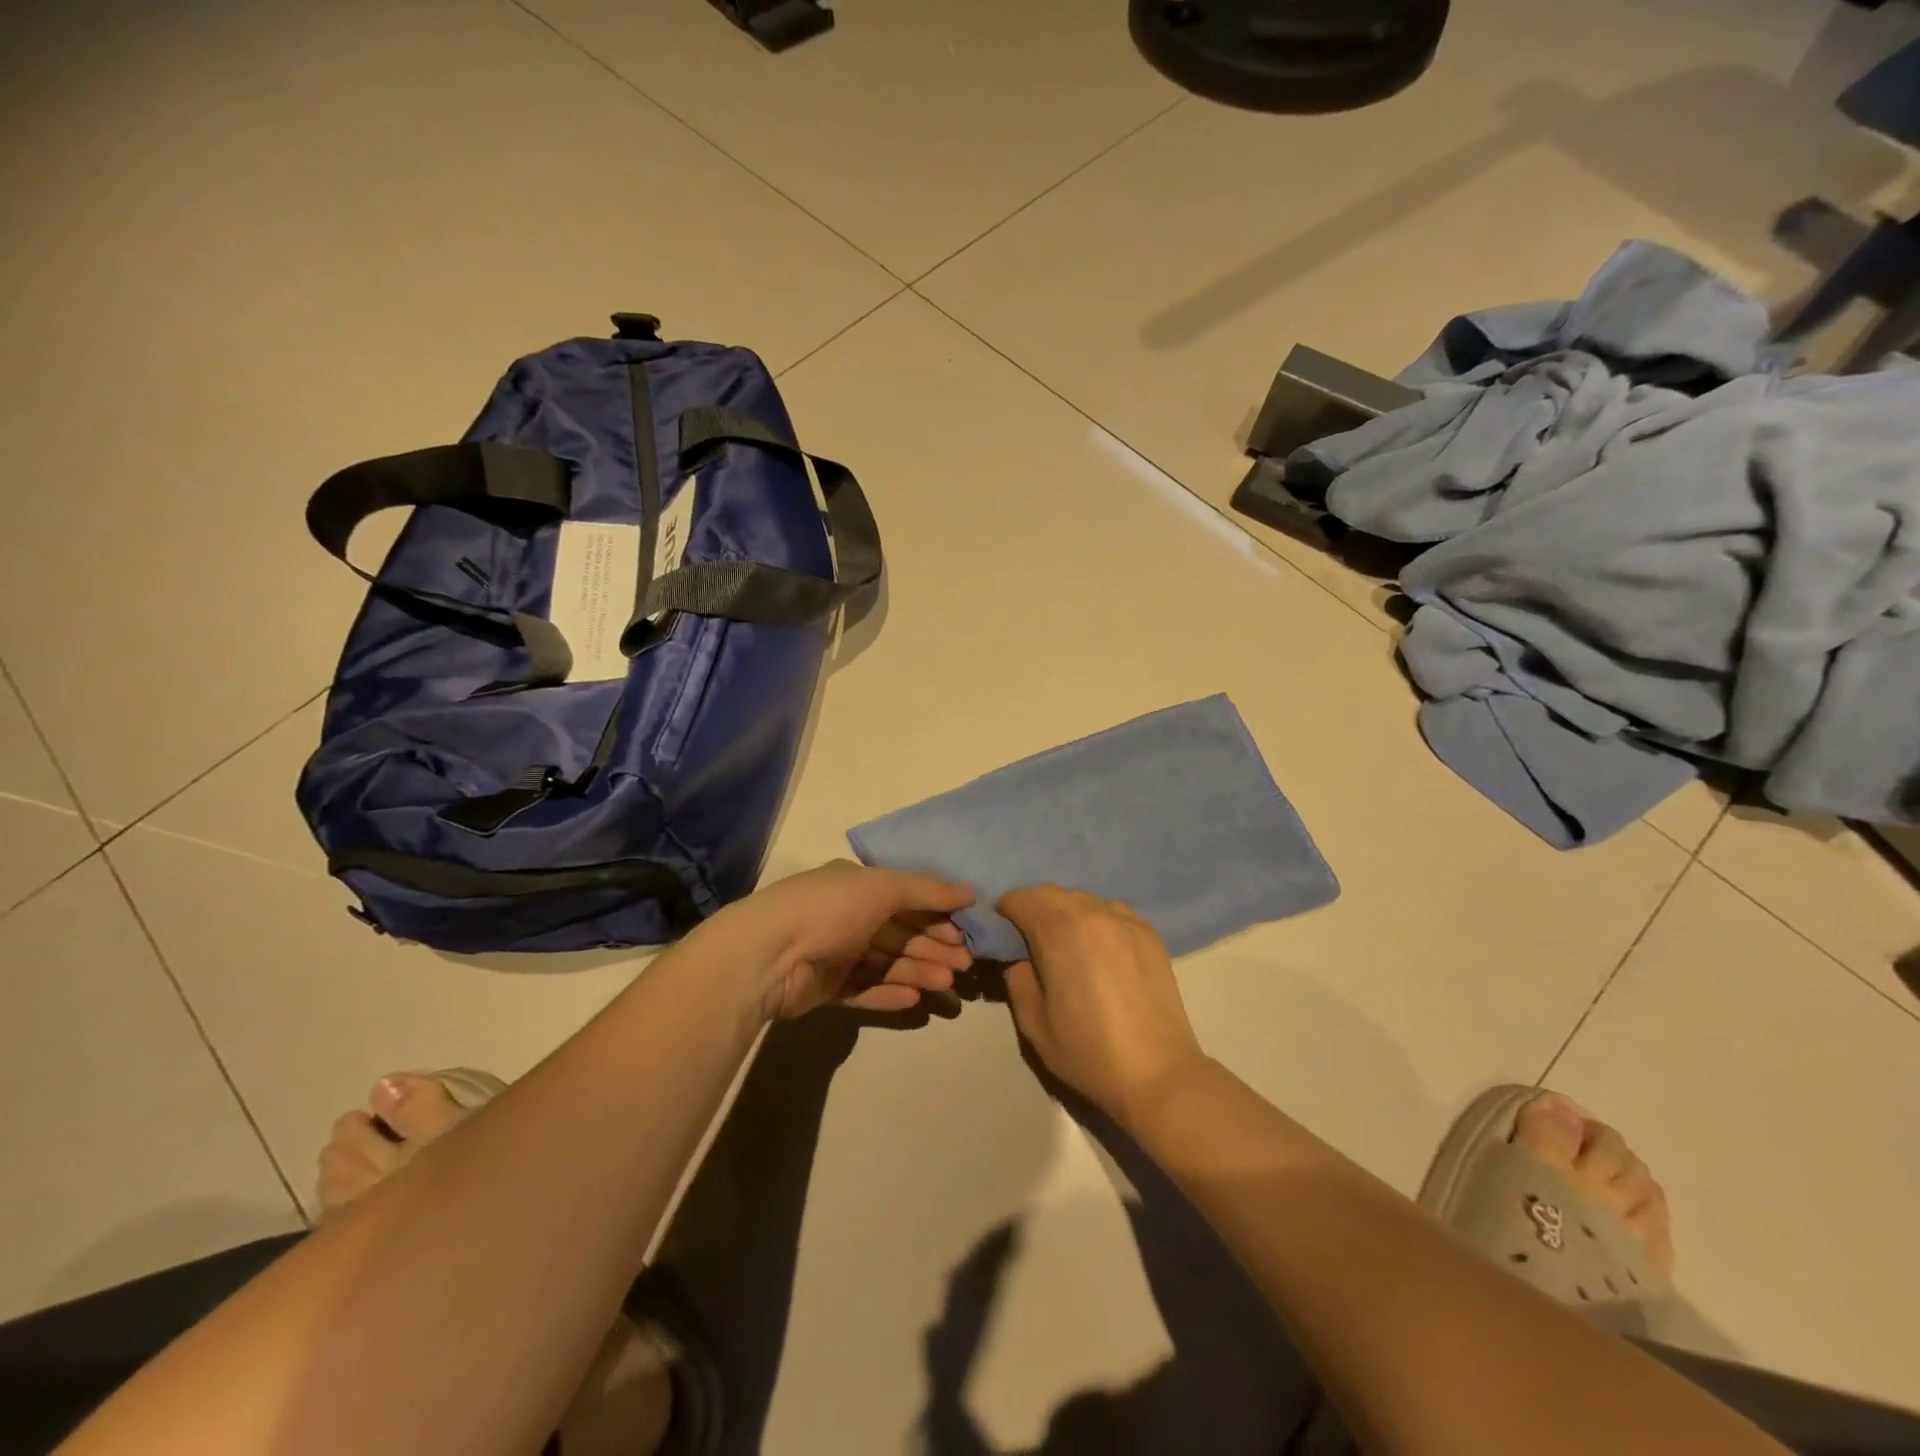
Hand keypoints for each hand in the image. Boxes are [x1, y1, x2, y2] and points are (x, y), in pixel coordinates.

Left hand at [715, 861, 975, 1019]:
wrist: (768, 954)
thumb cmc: (830, 909)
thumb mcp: (883, 887)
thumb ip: (928, 890)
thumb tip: (971, 890)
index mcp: (857, 885)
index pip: (906, 898)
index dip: (937, 913)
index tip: (965, 932)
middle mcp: (847, 915)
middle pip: (900, 932)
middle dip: (933, 946)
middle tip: (965, 965)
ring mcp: (835, 952)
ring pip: (886, 962)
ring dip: (918, 971)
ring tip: (947, 985)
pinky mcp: (826, 987)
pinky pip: (865, 988)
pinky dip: (889, 992)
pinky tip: (915, 999)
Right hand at [998, 886, 1207, 1126]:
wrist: (1157, 1073)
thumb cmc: (1089, 1052)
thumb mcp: (1034, 1024)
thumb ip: (1018, 981)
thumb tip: (1018, 960)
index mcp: (1057, 931)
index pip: (1020, 898)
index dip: (1004, 912)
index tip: (1002, 935)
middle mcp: (1091, 912)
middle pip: (1050, 892)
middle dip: (1033, 909)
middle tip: (1031, 942)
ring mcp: (1124, 919)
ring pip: (1082, 898)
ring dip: (1066, 911)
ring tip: (1068, 945)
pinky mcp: (1148, 932)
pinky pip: (1111, 910)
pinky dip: (1097, 919)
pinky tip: (1100, 949)